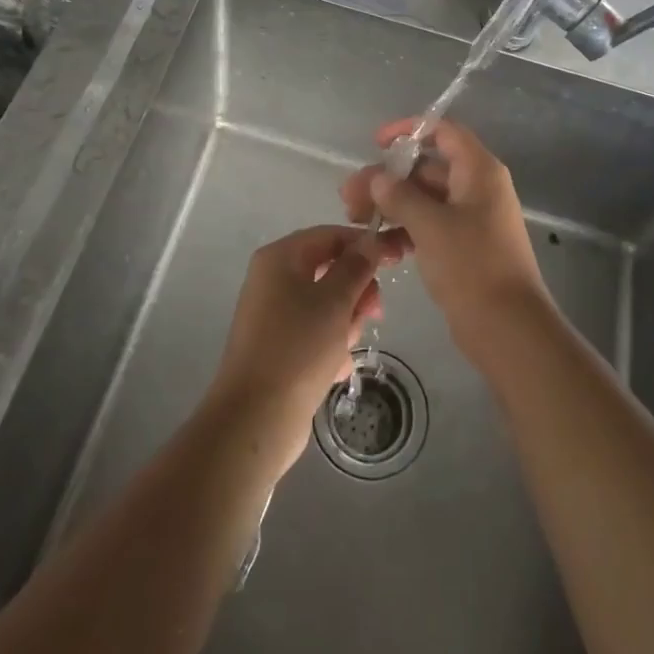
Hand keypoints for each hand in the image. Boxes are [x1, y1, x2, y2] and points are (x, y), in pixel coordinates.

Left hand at [205, 225, 399, 476]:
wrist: (256, 418)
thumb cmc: (298, 347)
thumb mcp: (335, 301)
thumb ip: (356, 266)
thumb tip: (372, 240)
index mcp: (280, 258)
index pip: (330, 236)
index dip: (365, 245)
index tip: (397, 260)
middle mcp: (274, 280)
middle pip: (330, 270)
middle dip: (356, 292)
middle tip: (372, 314)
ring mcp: (275, 314)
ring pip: (327, 305)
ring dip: (346, 324)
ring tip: (344, 350)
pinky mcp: (280, 346)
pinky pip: (316, 333)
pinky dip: (331, 346)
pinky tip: (335, 369)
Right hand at [341, 118, 549, 356]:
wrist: (508, 328)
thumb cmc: (472, 266)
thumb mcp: (430, 226)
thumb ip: (400, 196)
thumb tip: (378, 178)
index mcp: (478, 171)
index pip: (443, 132)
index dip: (409, 131)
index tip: (376, 144)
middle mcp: (477, 187)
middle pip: (427, 168)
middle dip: (387, 179)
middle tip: (349, 197)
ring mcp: (472, 218)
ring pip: (424, 199)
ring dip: (391, 205)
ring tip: (356, 220)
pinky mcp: (464, 246)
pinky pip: (430, 225)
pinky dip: (405, 229)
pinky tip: (379, 244)